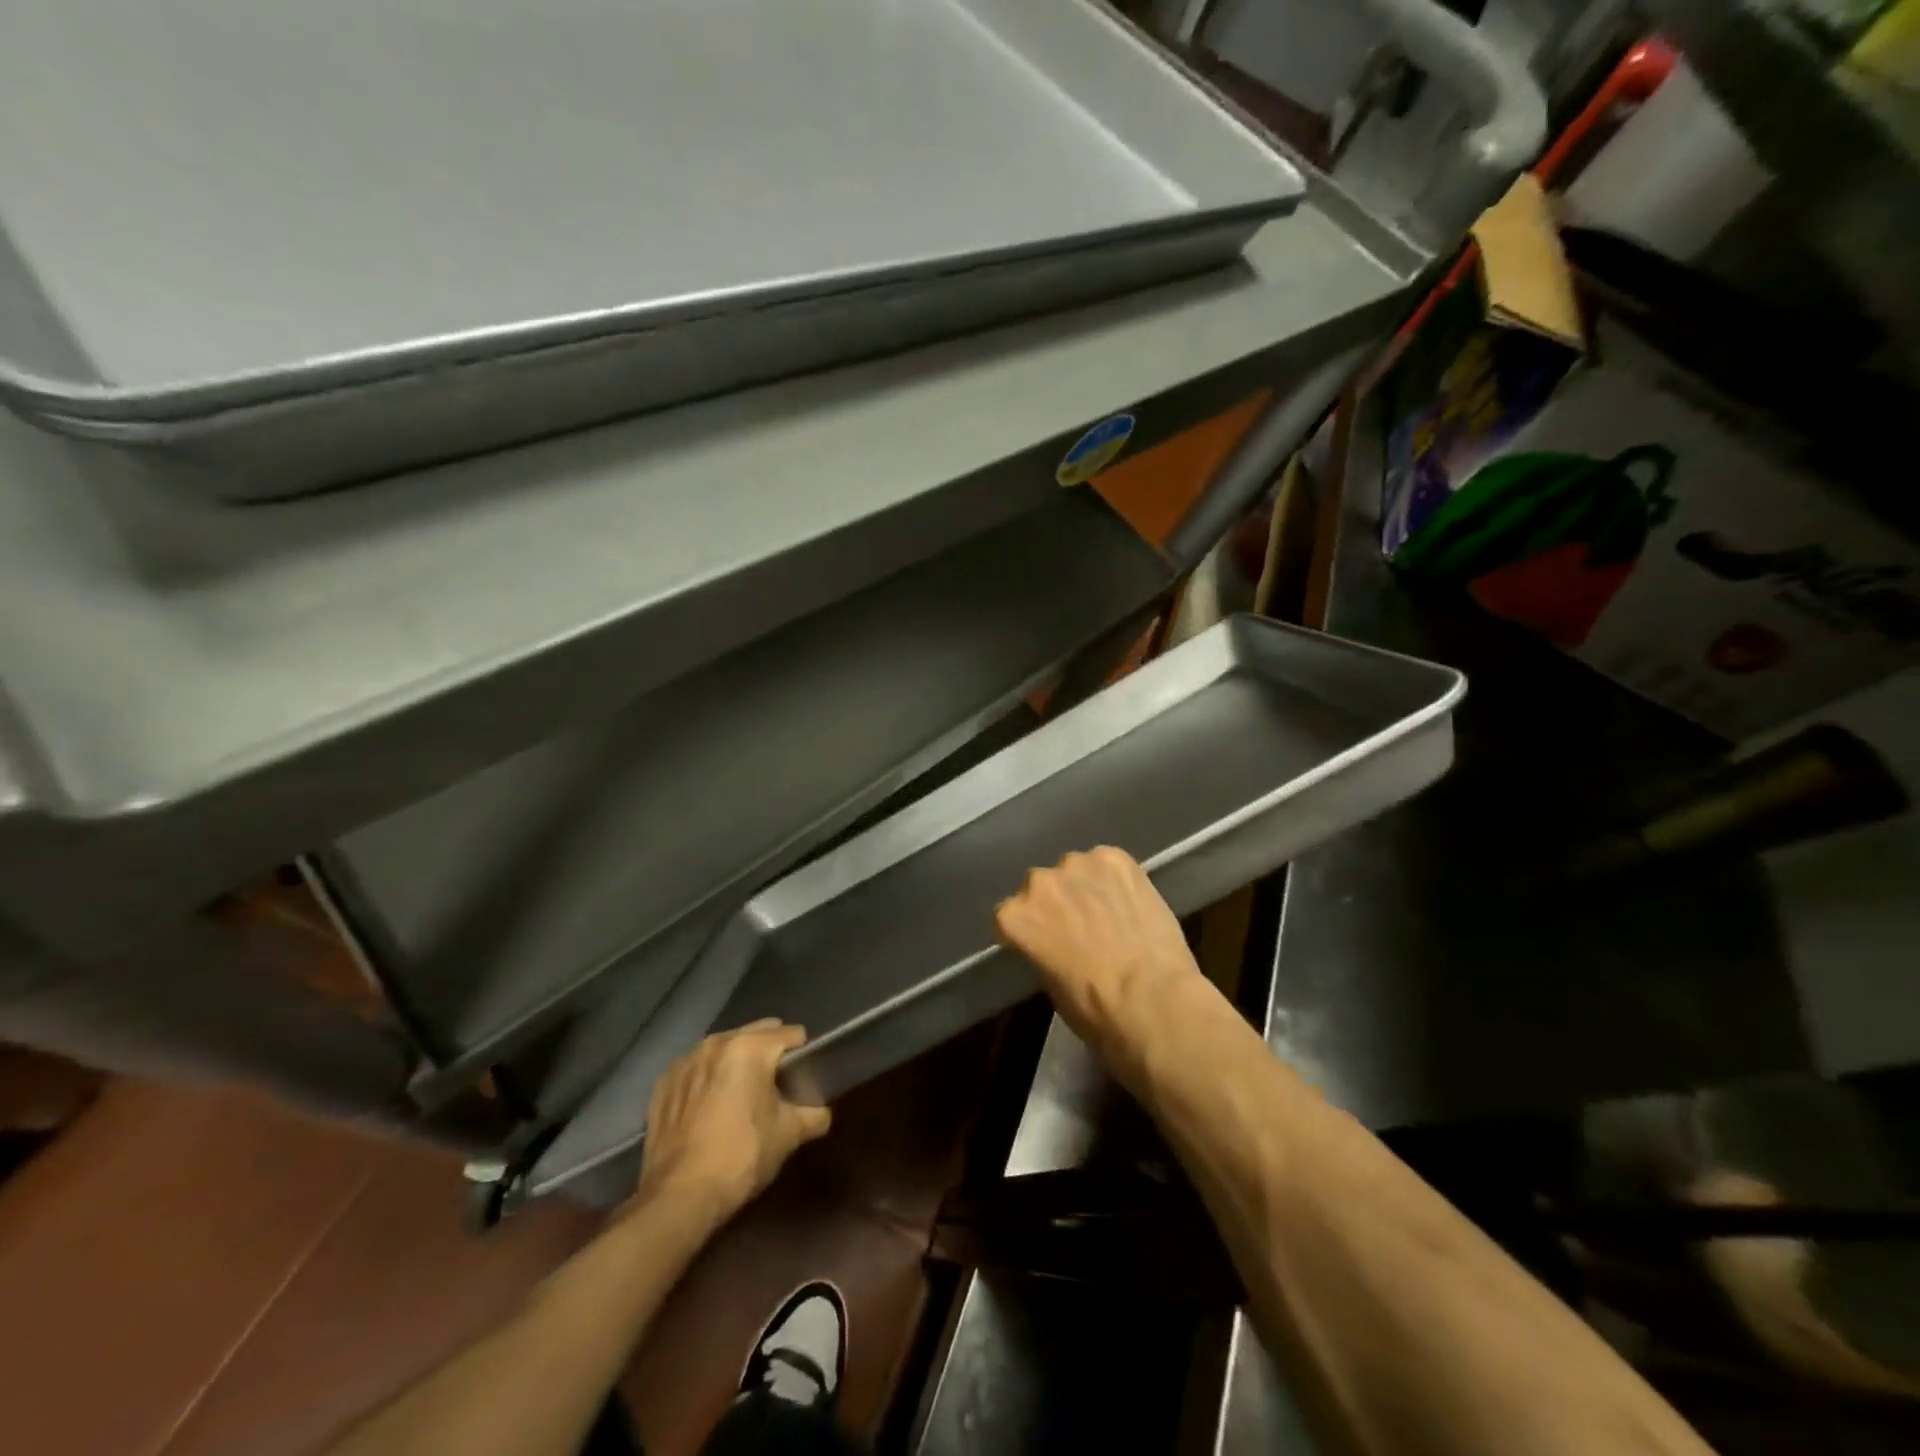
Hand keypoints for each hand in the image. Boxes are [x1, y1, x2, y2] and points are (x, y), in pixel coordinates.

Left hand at [634, 1021, 831, 1223]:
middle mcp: (716, 1043)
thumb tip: (823, 1113)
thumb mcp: (788, 1135)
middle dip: (768, 1052)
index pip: (790, 1034)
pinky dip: (707, 1079)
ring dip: (735, 1063)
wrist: (679, 1197)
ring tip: (741, 1094)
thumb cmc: (742, 1157)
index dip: (802, 1052)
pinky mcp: (663, 1084)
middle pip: (755, 1034)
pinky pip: (696, 1069)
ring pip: (723, 1049)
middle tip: (776, 1084)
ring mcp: (685, 1062)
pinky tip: (710, 1107)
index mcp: (750, 1048)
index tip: (804, 1073)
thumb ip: (813, 1115)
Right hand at [995, 847, 1201, 1075]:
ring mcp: (1078, 864)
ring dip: (1085, 886)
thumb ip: (1042, 949)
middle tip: (1078, 927)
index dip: (1028, 930)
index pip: (1010, 915)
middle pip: (1041, 887)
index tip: (1042, 942)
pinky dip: (1116, 878)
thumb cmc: (1095, 1009)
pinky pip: (1109, 862)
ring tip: (1108, 911)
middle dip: (1056, 903)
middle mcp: (1039, 882)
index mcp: (1014, 916)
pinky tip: (1130, 900)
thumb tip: (1054, 942)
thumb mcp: (1051, 986)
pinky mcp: (1116, 858)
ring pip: (1075, 870)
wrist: (1152, 1000)